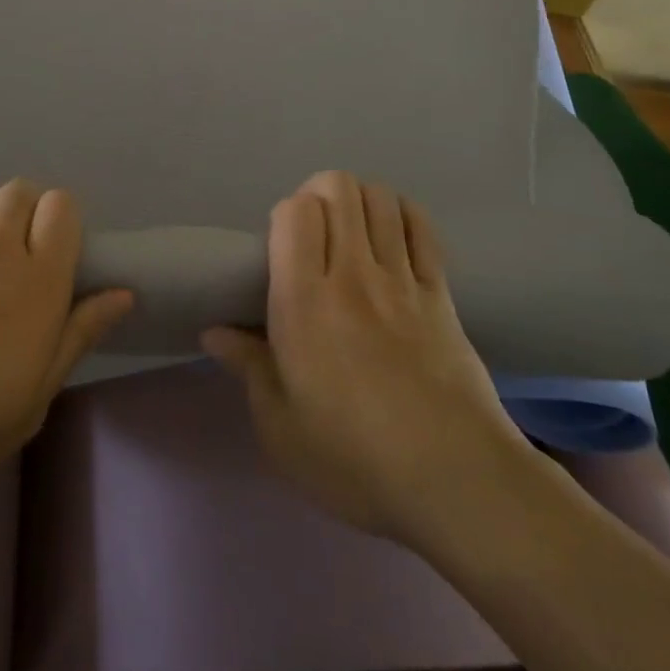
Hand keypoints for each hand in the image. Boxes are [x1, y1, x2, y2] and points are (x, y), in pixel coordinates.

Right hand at [203, 171, 535, 548]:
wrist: (455, 482)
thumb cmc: (354, 460)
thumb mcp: (280, 428)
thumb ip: (248, 368)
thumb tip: (214, 332)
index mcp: (304, 302)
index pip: (295, 212)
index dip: (285, 214)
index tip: (282, 248)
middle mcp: (352, 275)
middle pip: (338, 188)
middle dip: (320, 194)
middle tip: (314, 235)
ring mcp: (402, 279)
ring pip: (380, 198)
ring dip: (360, 200)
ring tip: (352, 233)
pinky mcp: (441, 293)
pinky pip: (422, 228)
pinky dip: (404, 215)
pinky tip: (393, 237)